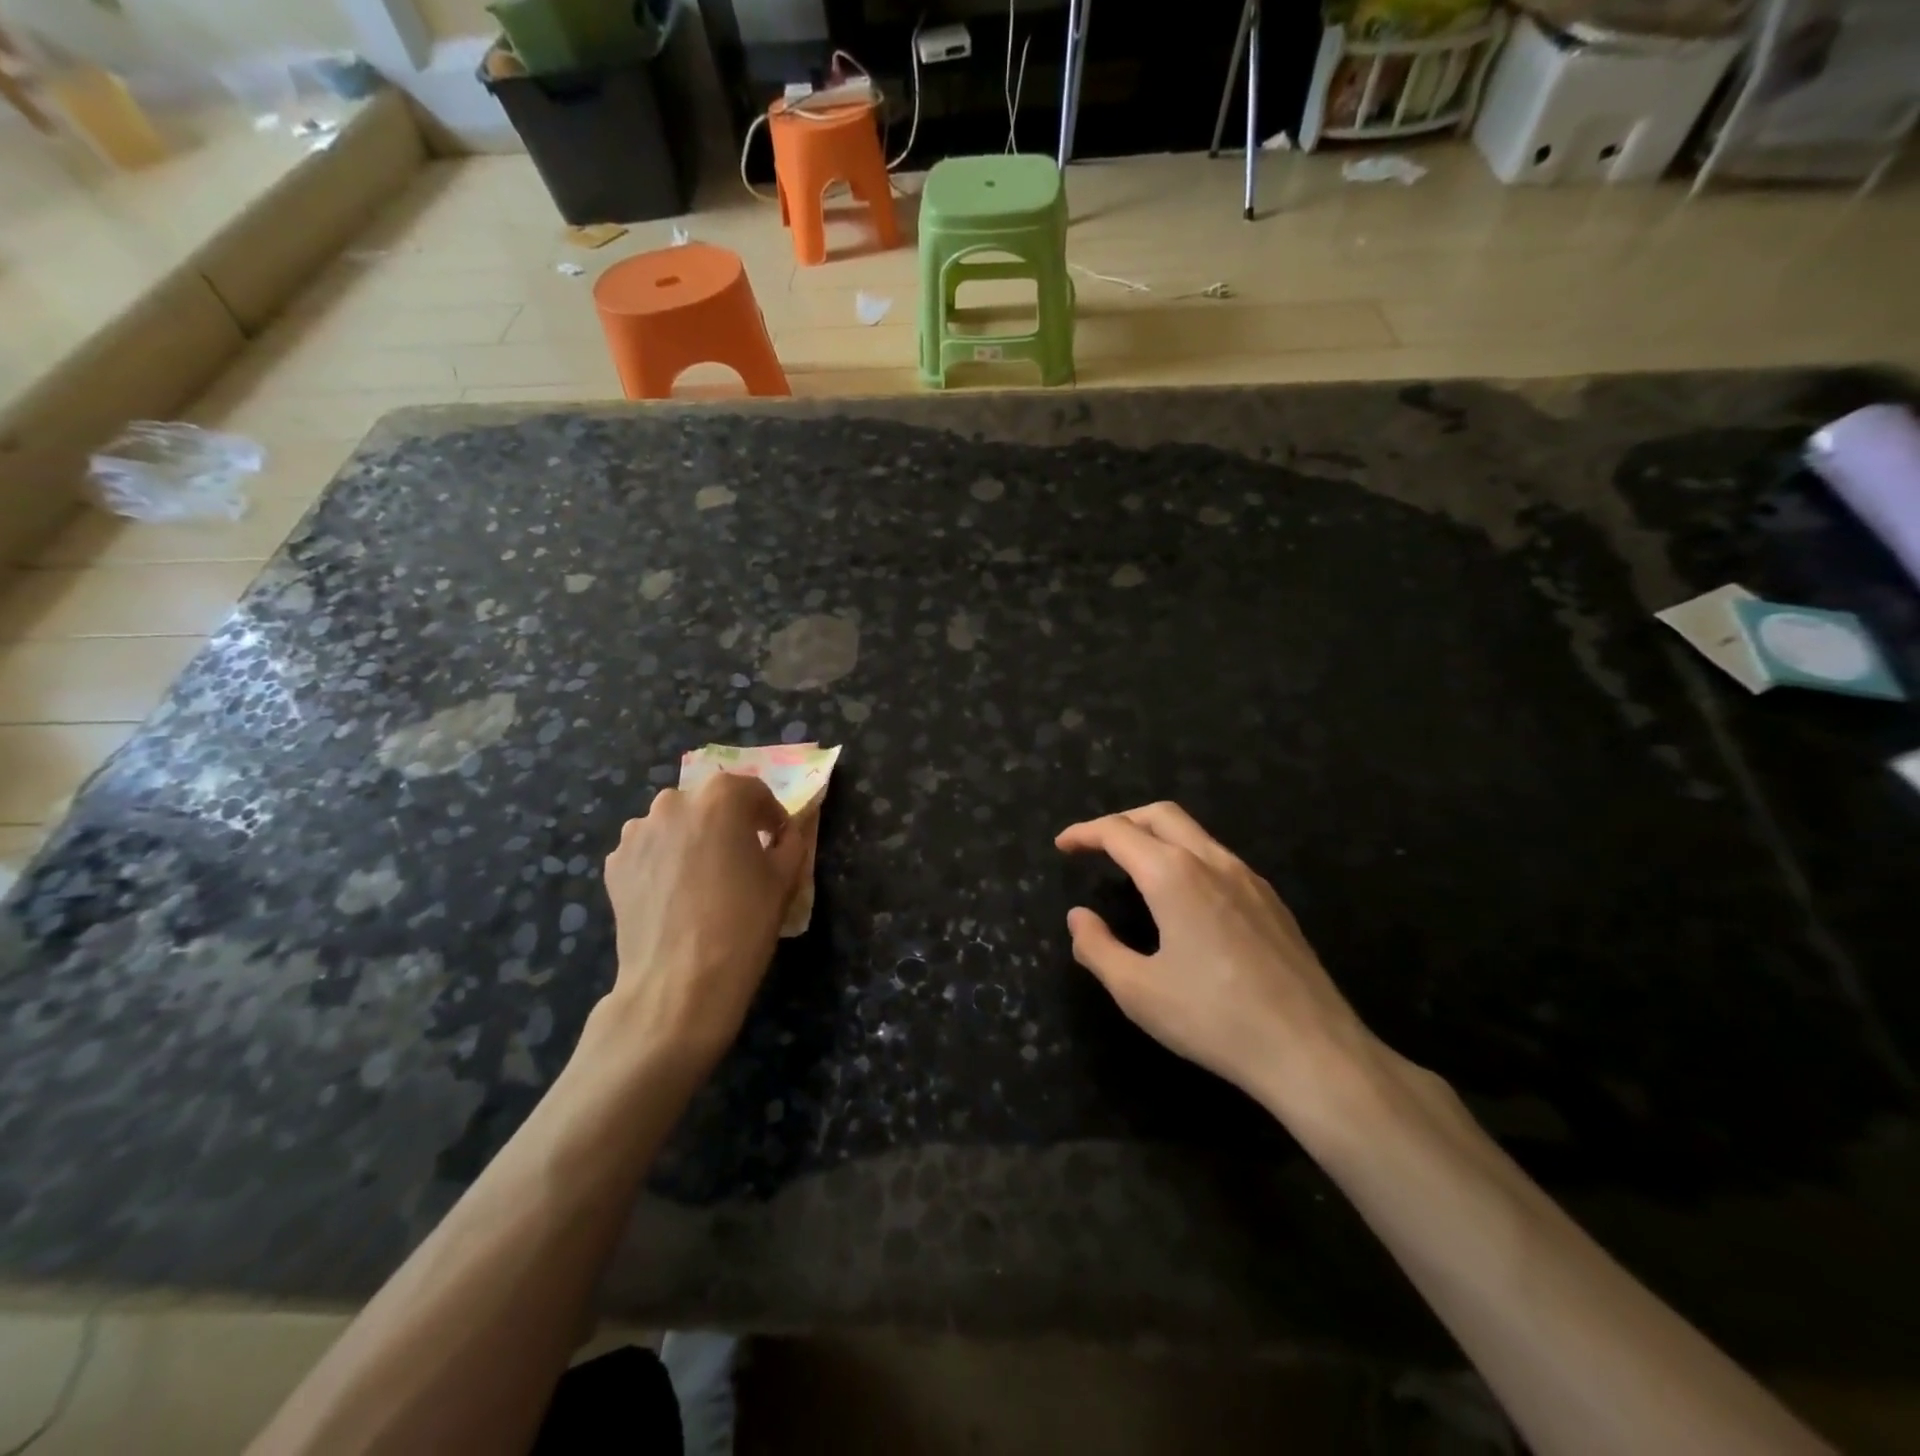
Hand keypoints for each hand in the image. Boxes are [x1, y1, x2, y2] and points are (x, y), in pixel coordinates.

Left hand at [597, 772, 808, 1075]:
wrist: (680, 983)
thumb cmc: (743, 923)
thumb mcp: (784, 878)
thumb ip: (790, 841)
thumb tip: (786, 831)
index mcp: (721, 797)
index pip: (753, 791)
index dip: (770, 815)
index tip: (778, 840)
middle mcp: (673, 802)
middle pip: (709, 803)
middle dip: (728, 823)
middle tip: (741, 858)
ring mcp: (637, 832)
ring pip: (676, 825)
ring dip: (693, 839)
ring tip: (704, 878)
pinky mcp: (615, 863)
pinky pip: (649, 850)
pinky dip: (665, 861)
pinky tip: (676, 894)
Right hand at [1055, 802, 1382, 1131]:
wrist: (1311, 1050)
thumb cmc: (1213, 1019)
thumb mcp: (1137, 991)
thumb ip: (1097, 947)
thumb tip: (1078, 917)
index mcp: (1173, 875)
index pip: (1118, 833)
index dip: (1084, 833)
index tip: (1063, 845)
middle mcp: (1212, 862)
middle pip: (1160, 815)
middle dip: (1122, 821)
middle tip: (1095, 846)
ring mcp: (1249, 878)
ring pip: (1195, 833)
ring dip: (1157, 836)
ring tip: (1134, 867)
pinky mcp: (1272, 901)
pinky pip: (1219, 858)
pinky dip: (1187, 857)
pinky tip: (1184, 898)